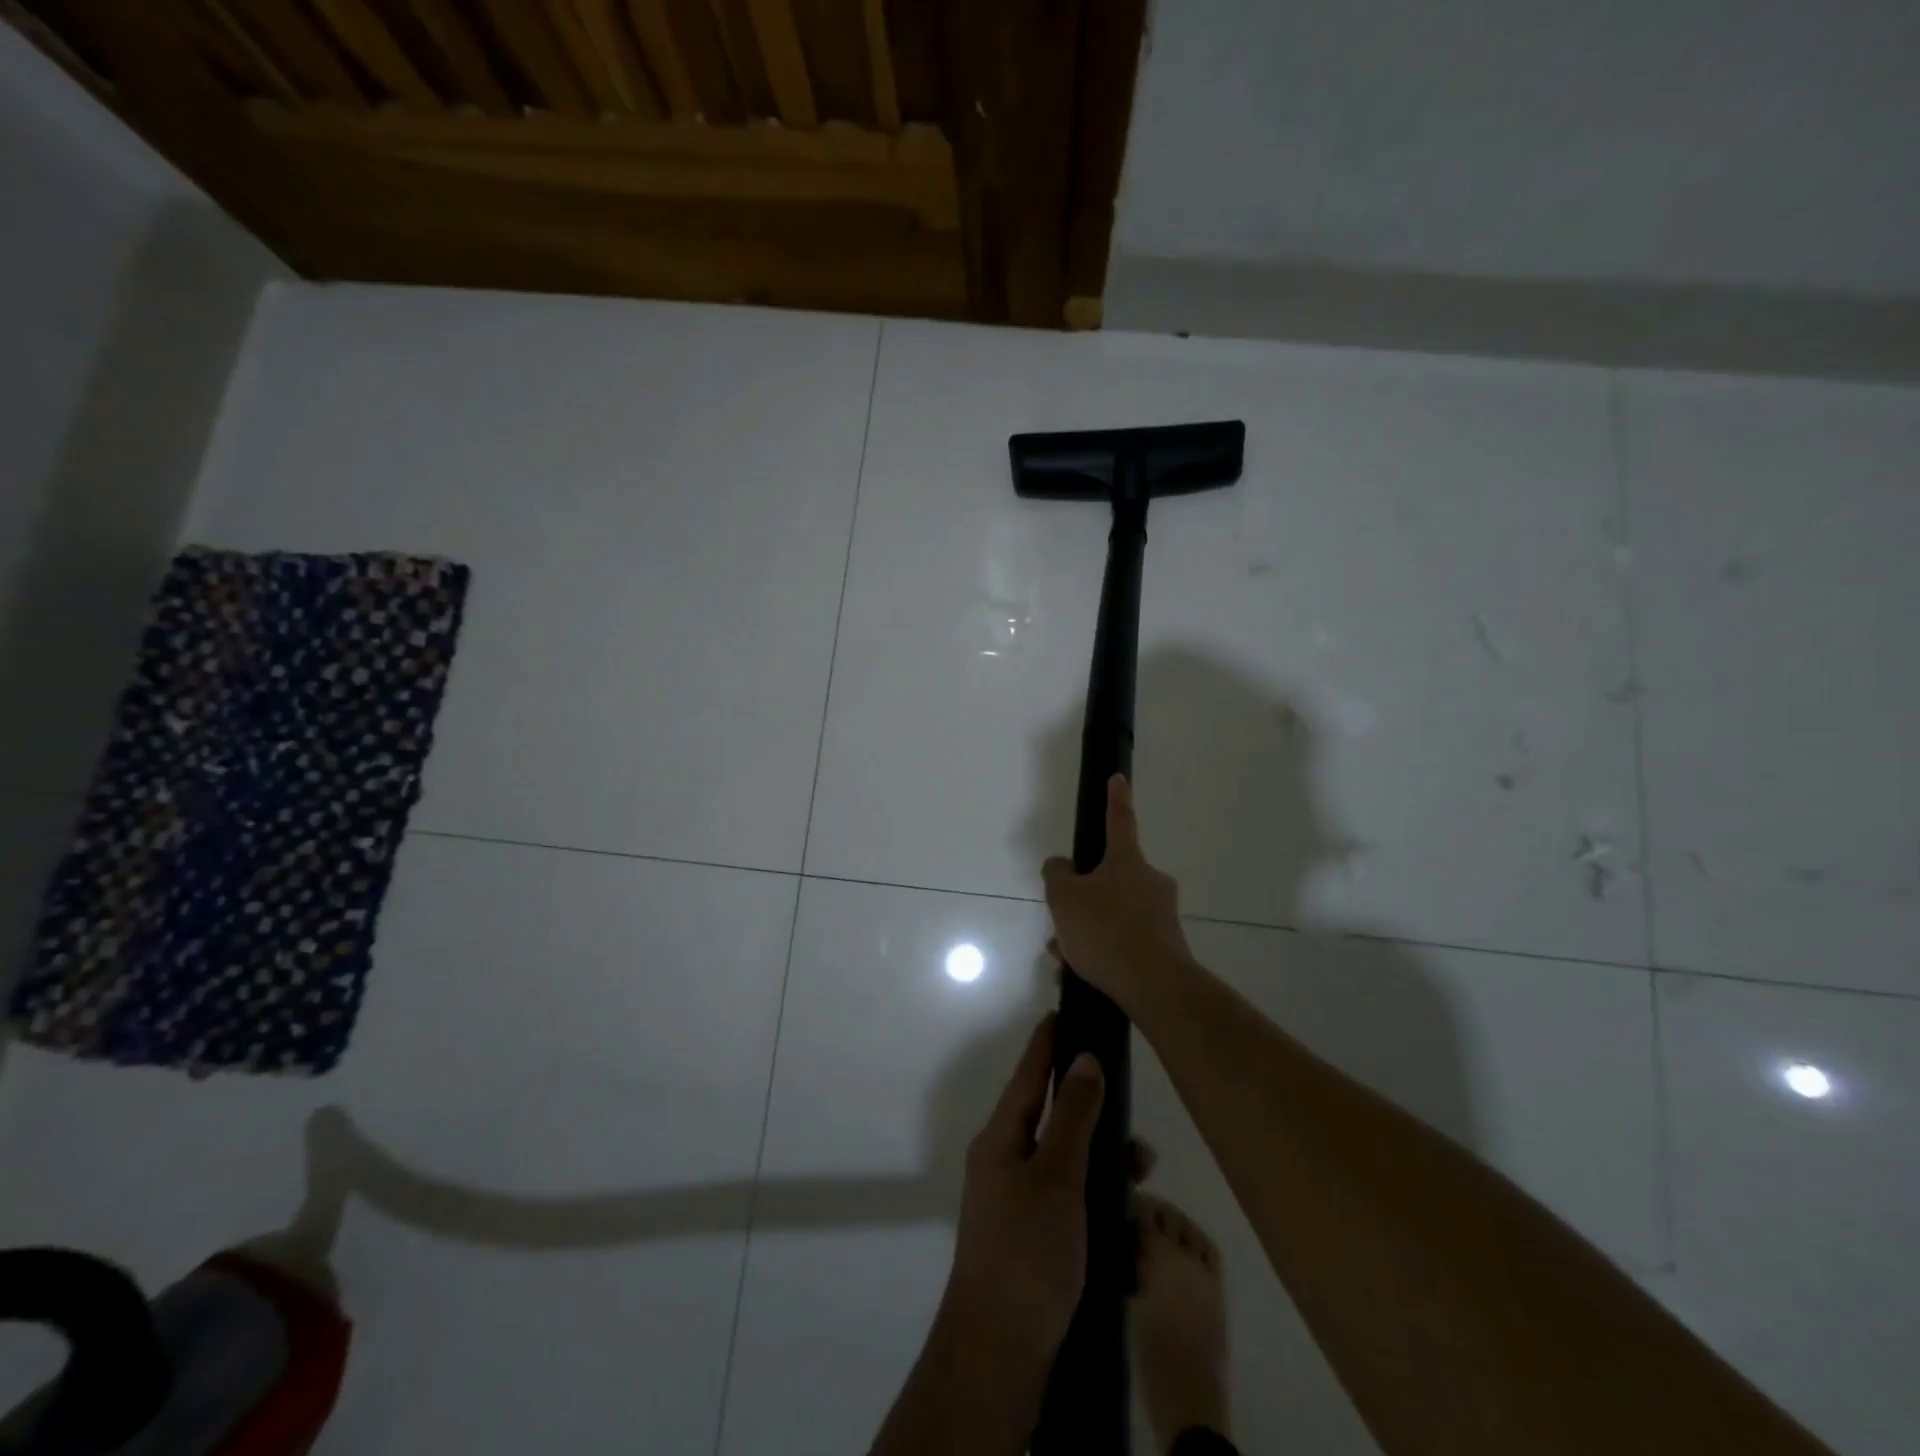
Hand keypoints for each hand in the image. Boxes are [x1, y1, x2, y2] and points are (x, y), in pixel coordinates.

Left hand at [943, 1014, 1105, 1376]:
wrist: (1000, 1353)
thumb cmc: (1026, 1250)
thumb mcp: (1056, 1176)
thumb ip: (1073, 1116)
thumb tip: (1084, 1058)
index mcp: (1001, 1140)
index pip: (1027, 1075)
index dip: (1046, 1043)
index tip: (1064, 1011)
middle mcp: (1007, 1165)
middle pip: (1055, 1125)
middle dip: (1097, 1125)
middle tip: (1138, 1143)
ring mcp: (1020, 1206)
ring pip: (1071, 1170)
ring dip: (1106, 1176)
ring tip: (1141, 1196)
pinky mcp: (1037, 1244)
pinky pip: (1075, 1212)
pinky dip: (1101, 1217)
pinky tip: (1130, 1243)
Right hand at [1042, 775, 1193, 1015]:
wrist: (1155, 985)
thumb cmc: (1106, 930)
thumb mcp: (1064, 898)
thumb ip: (1057, 875)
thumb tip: (1061, 866)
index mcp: (1127, 861)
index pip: (1119, 820)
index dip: (1115, 798)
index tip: (1119, 778)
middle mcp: (1150, 881)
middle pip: (1111, 878)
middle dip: (1085, 897)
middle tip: (1063, 920)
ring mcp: (1162, 915)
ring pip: (1115, 913)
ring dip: (1090, 929)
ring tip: (1066, 956)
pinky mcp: (1167, 946)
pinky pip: (1126, 941)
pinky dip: (1105, 951)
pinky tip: (1083, 972)